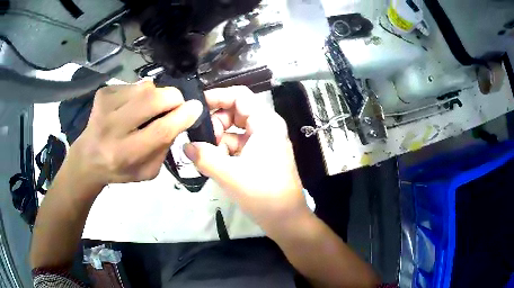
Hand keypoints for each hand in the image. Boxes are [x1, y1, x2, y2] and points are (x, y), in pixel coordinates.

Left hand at [68, 81, 202, 191]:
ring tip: (147, 109)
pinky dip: (140, 93)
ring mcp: (105, 105)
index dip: (183, 116)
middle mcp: (112, 128)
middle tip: (174, 105)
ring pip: (146, 87)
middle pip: (153, 99)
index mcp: (125, 154)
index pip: (161, 130)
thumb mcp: (148, 171)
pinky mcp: (103, 92)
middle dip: (173, 98)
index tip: (196, 107)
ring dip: (155, 96)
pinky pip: (134, 84)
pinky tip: (131, 106)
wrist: (89, 158)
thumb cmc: (121, 168)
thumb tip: (181, 114)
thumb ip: (165, 147)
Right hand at [183, 86, 309, 235]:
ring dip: (218, 139)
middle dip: (216, 122)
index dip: (217, 96)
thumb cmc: (263, 194)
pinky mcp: (259, 155)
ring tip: (206, 156)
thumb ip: (204, 157)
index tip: (196, 107)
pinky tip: (214, 163)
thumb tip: (185, 146)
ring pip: (234, 129)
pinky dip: (224, 150)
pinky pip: (238, 144)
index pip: (239, 96)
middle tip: (202, 140)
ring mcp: (263, 142)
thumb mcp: (230, 174)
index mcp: (265, 123)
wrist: (286, 219)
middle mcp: (266, 127)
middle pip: (235, 111)